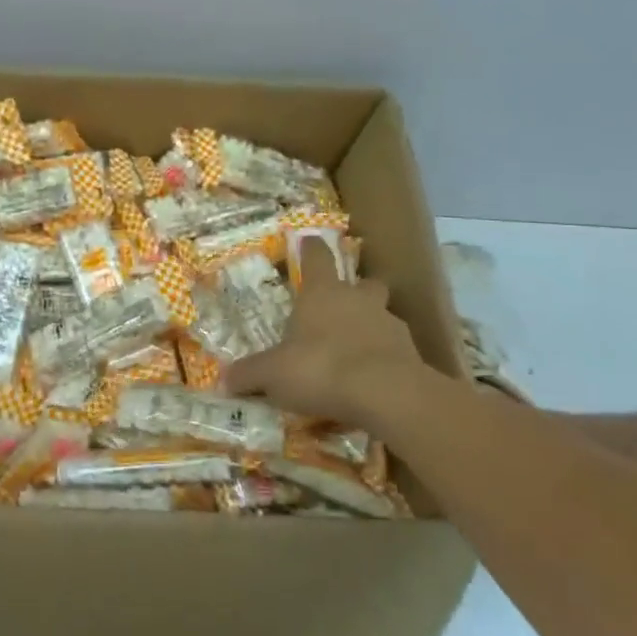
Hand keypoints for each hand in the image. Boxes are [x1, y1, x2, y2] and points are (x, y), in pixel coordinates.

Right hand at [224, 237, 442, 437]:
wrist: (387, 395)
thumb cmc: (321, 369)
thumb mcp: (273, 374)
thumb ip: (249, 374)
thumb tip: (223, 379)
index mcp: (322, 293)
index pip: (317, 257)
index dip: (311, 248)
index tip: (308, 240)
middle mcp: (358, 300)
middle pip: (363, 282)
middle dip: (355, 290)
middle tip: (342, 306)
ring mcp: (390, 324)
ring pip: (383, 314)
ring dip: (371, 326)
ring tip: (356, 352)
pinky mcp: (412, 353)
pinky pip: (396, 350)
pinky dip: (385, 359)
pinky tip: (373, 380)